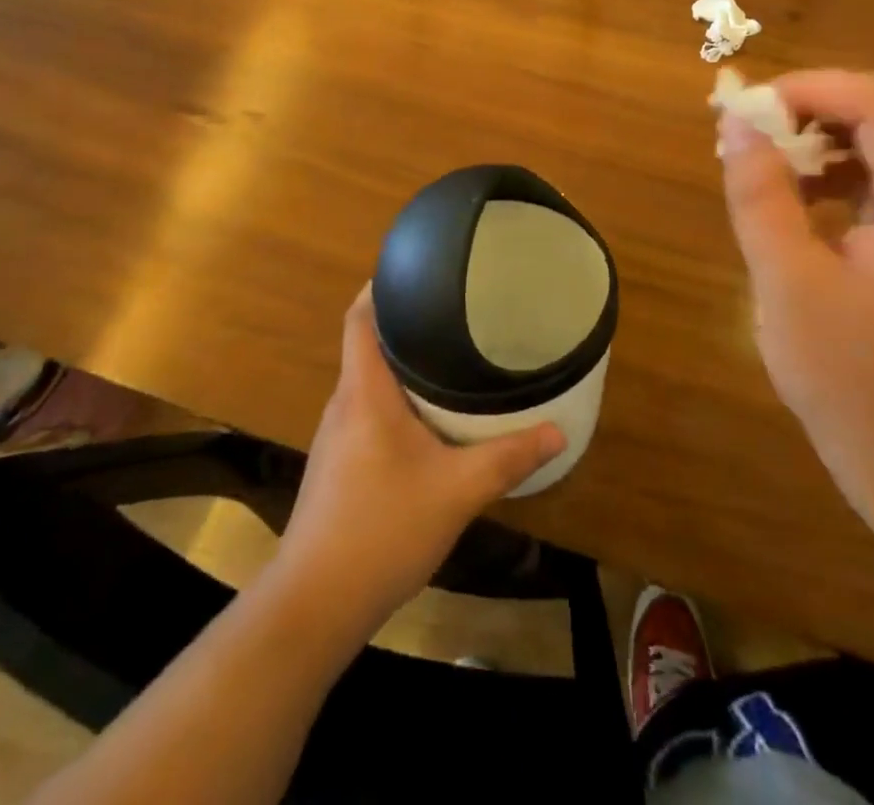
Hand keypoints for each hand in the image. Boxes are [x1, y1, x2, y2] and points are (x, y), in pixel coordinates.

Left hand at [272, 285, 565, 635]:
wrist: (315, 604)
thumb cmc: (382, 529)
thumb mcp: (457, 491)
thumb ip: (508, 458)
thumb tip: (558, 432)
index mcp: (364, 392)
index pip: (359, 318)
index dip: (379, 287)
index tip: (414, 269)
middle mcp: (343, 404)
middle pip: (366, 345)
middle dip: (403, 324)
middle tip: (451, 311)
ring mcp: (335, 437)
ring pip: (368, 382)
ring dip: (400, 365)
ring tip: (445, 357)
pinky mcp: (337, 466)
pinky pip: (367, 412)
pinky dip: (394, 400)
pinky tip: (426, 420)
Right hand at [718, 70, 873, 529]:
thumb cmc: (851, 380)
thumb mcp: (787, 281)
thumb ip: (760, 194)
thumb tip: (735, 122)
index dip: (809, 89)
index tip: (746, 110)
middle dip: (811, 110)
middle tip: (746, 135)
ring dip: (820, 139)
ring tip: (762, 165)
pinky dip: (836, 171)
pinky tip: (797, 199)